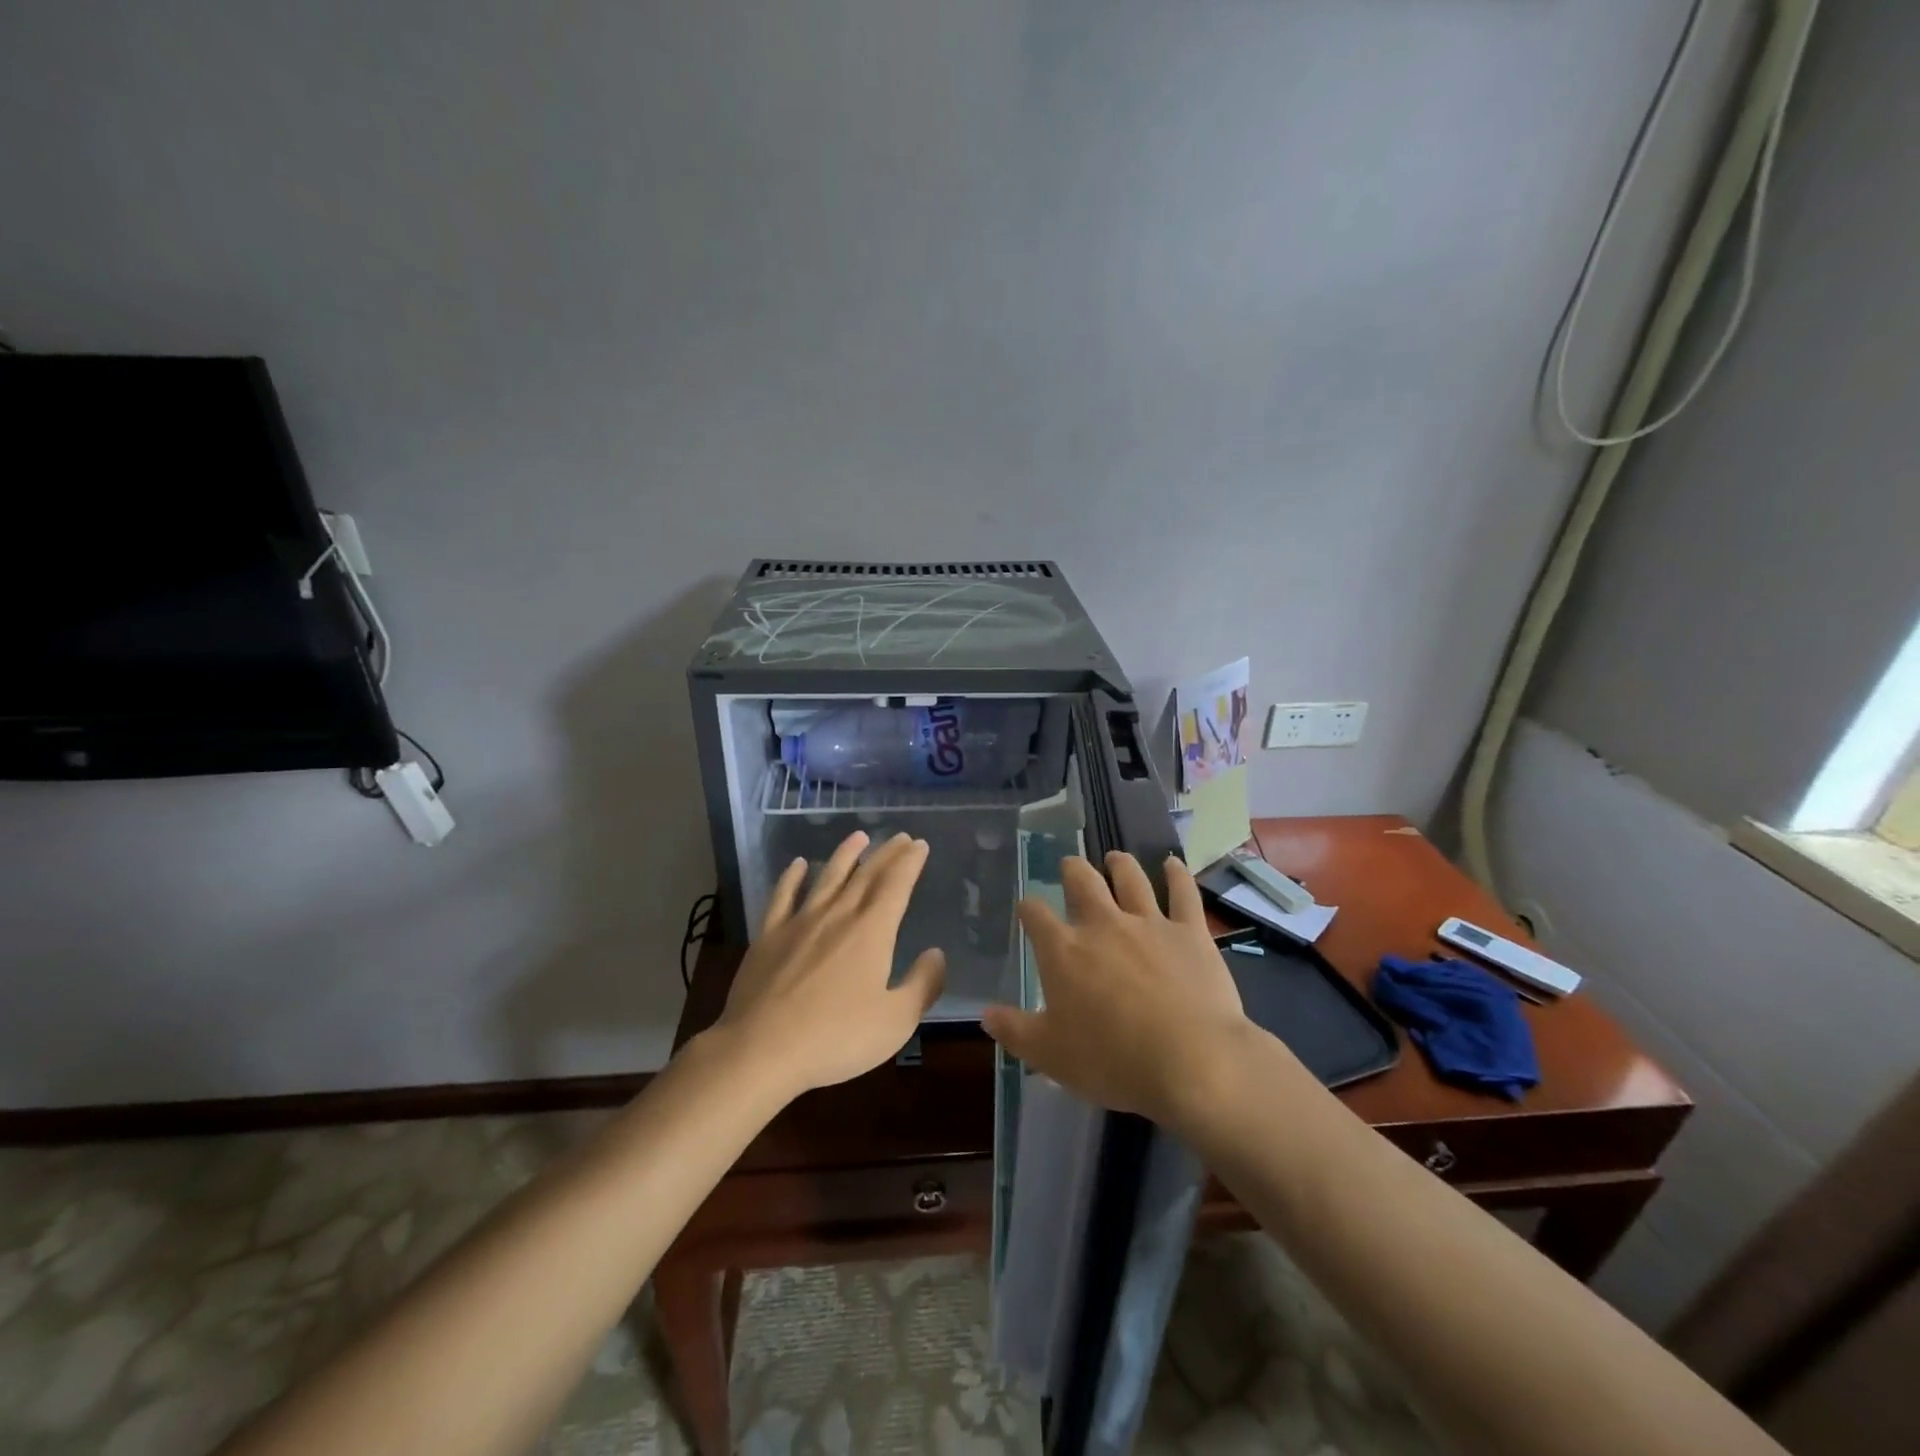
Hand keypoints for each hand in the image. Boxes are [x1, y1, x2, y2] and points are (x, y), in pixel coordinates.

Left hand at [709, 831, 945, 1101]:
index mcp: (872, 932)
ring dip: (845, 855)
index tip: (919, 845)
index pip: (896, 885)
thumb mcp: (896, 1021)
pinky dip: (792, 878)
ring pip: (827, 877)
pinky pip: (783, 897)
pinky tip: (798, 865)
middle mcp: (838, 916)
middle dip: (886, 853)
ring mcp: (799, 922)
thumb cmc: (836, 1037)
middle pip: (866, 875)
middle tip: (900, 837)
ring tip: (858, 836)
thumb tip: (936, 954)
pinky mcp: (768, 936)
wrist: (761, 1049)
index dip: (910, 862)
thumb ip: (922, 985)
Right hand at [982, 851, 1252, 1128]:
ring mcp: (1149, 923)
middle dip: (1072, 870)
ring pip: (1130, 879)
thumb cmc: (1112, 1060)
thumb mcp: (1050, 1055)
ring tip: (1115, 858)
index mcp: (1064, 951)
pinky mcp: (1189, 932)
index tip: (1027, 909)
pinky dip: (1177, 875)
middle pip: (1082, 882)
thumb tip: (986, 1014)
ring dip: (1120, 865)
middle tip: (1070, 865)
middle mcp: (1103, 925)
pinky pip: (1183, 893)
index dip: (1029, 909)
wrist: (1191, 1060)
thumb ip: (1015, 1031)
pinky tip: (1173, 863)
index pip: (1036, 916)